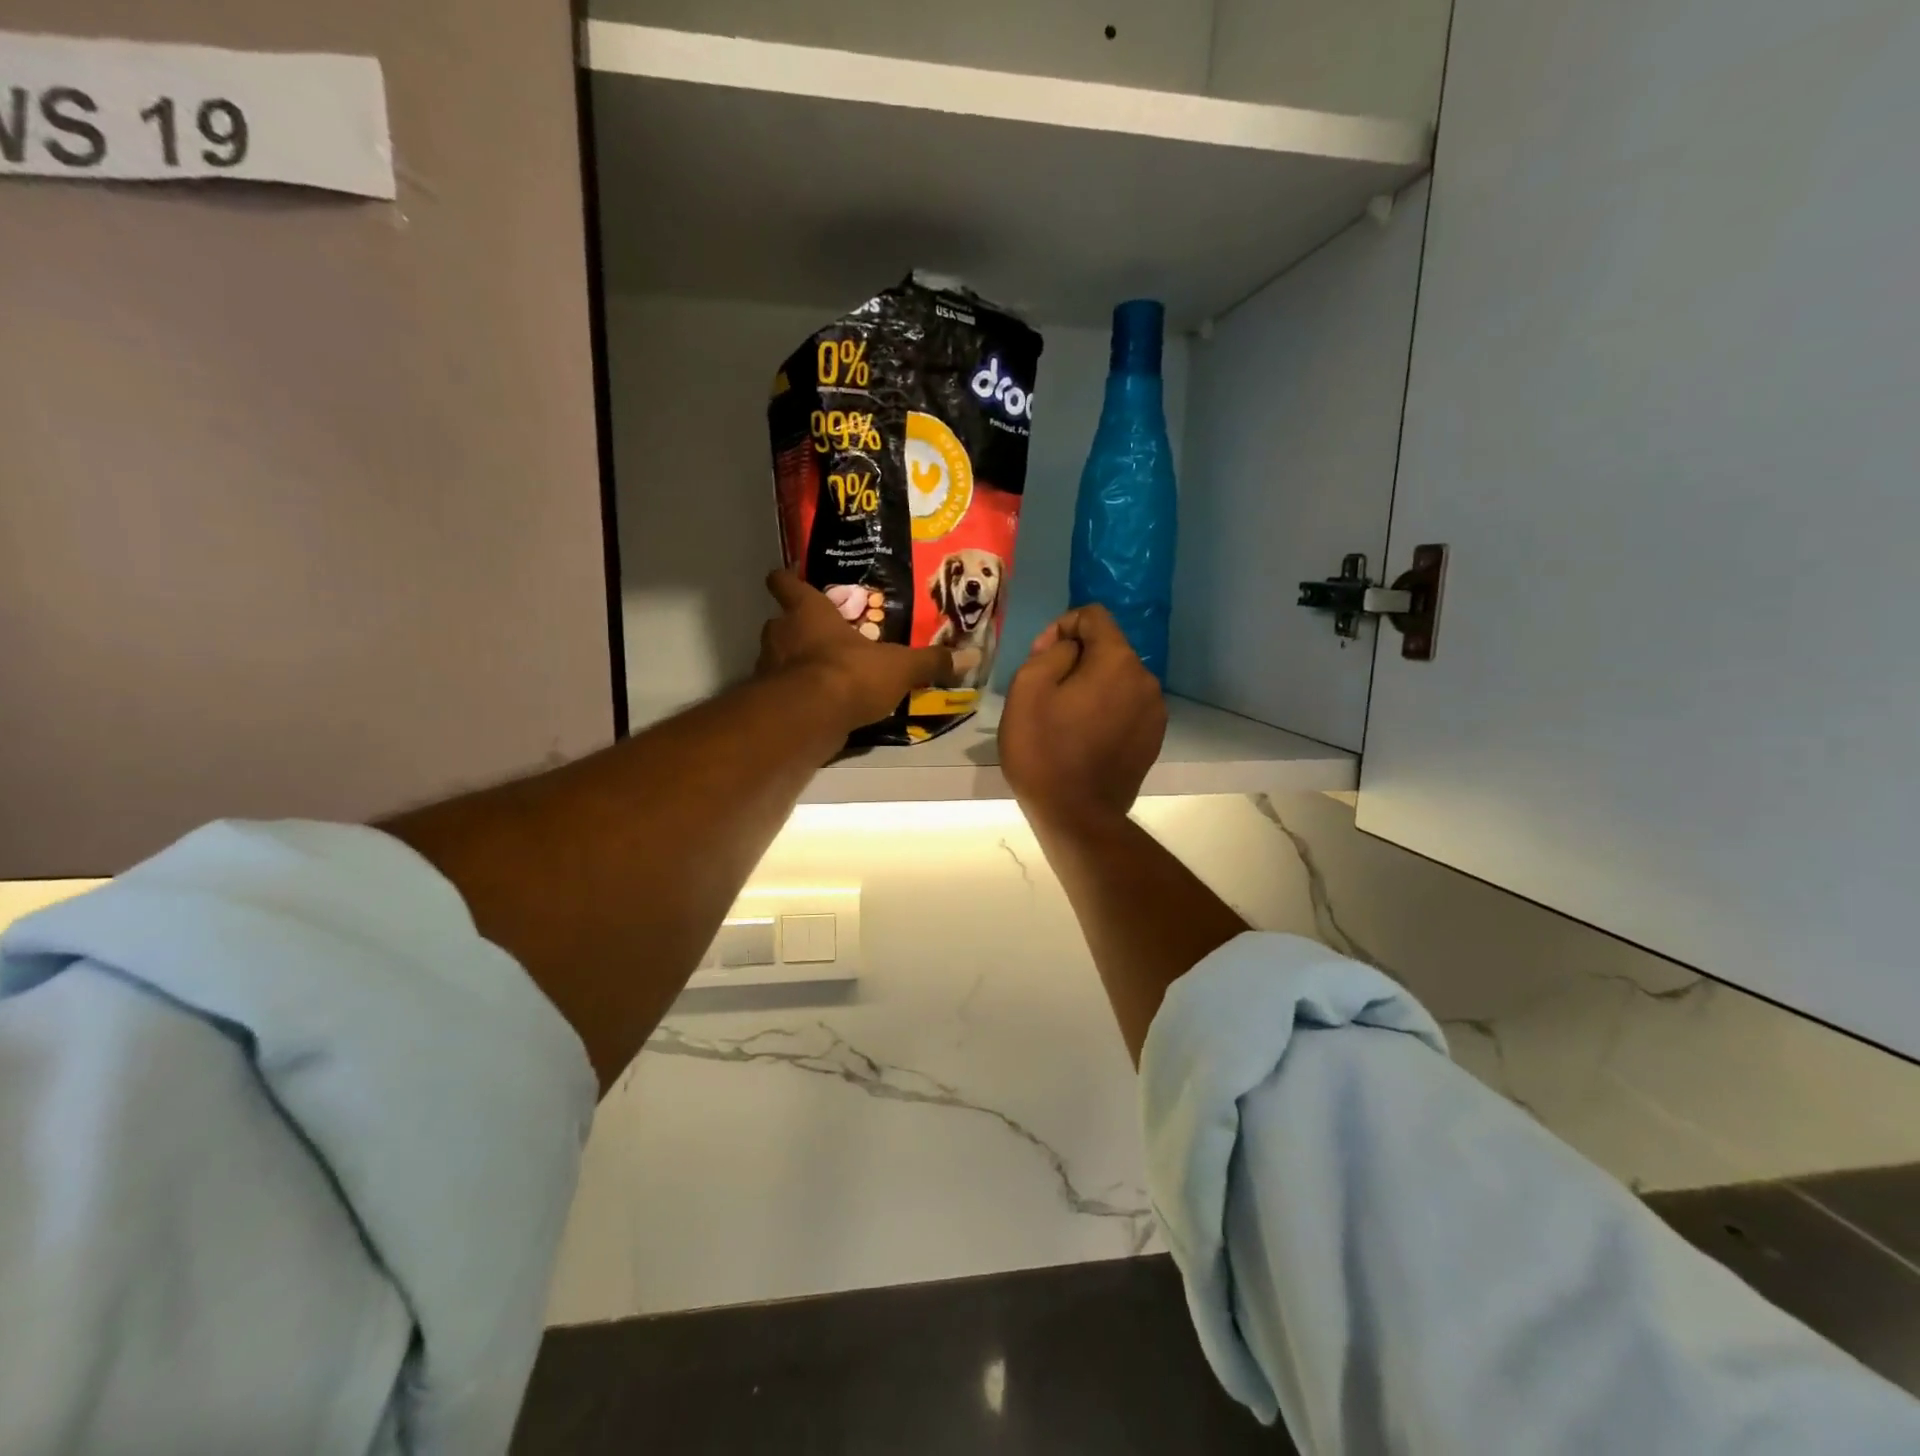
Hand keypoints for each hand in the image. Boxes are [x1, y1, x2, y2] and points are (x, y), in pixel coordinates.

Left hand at [757, 569, 953, 733]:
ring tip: (825, 671)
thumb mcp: (899, 667)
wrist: (809, 718)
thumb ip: (930, 662)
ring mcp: (769, 668)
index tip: (790, 578)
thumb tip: (972, 656)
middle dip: (798, 628)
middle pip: (781, 622)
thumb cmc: (849, 673)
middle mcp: (780, 633)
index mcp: (808, 611)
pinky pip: (784, 691)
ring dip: (796, 662)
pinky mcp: (770, 701)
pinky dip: (798, 694)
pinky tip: (820, 704)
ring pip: (779, 656)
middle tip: (824, 634)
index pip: (785, 583)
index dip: (787, 580)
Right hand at [1000, 604, 1165, 826]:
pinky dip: (1105, 710)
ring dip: (1091, 686)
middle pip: (1107, 648)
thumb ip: (1051, 652)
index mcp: (1117, 661)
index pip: (1093, 616)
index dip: (1061, 627)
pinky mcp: (1153, 738)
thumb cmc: (1044, 751)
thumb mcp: (1027, 689)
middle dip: (1076, 659)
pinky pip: (1126, 707)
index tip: (1040, 659)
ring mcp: (1154, 711)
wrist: (1077, 816)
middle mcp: (1146, 679)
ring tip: (1064, 718)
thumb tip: (1069, 648)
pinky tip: (1084, 737)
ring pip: (1117, 679)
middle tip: (1045, 692)